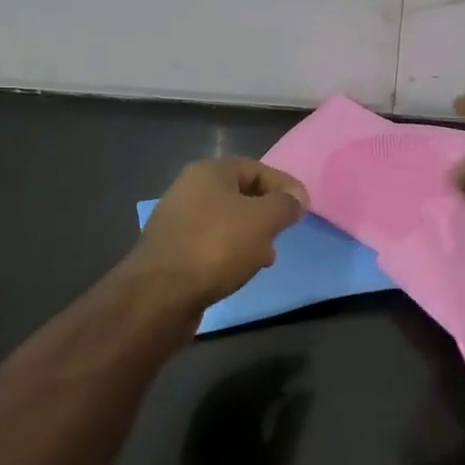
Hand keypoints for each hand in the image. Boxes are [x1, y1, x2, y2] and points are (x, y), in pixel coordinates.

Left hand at [126, 157, 307, 308]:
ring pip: (228, 222)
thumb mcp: (263, 220)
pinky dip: (231, 253)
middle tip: (284, 233)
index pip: (257, 169)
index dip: (285, 186)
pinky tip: (241, 271)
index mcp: (210, 172)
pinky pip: (212, 244)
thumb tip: (295, 199)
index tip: (304, 209)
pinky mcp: (173, 250)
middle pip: (241, 195)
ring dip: (251, 236)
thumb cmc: (216, 247)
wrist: (159, 295)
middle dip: (267, 213)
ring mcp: (178, 221)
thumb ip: (285, 204)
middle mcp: (190, 190)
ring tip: (266, 257)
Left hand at [172, 356, 311, 464]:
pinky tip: (251, 398)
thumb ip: (289, 425)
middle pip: (241, 378)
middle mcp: (212, 413)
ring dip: (251, 377)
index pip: (260, 380)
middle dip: (267, 368)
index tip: (305, 361)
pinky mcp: (193, 434)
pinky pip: (215, 399)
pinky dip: (235, 390)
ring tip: (276, 378)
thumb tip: (303, 391)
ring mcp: (199, 422)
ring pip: (226, 386)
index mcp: (233, 418)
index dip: (283, 367)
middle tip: (293, 364)